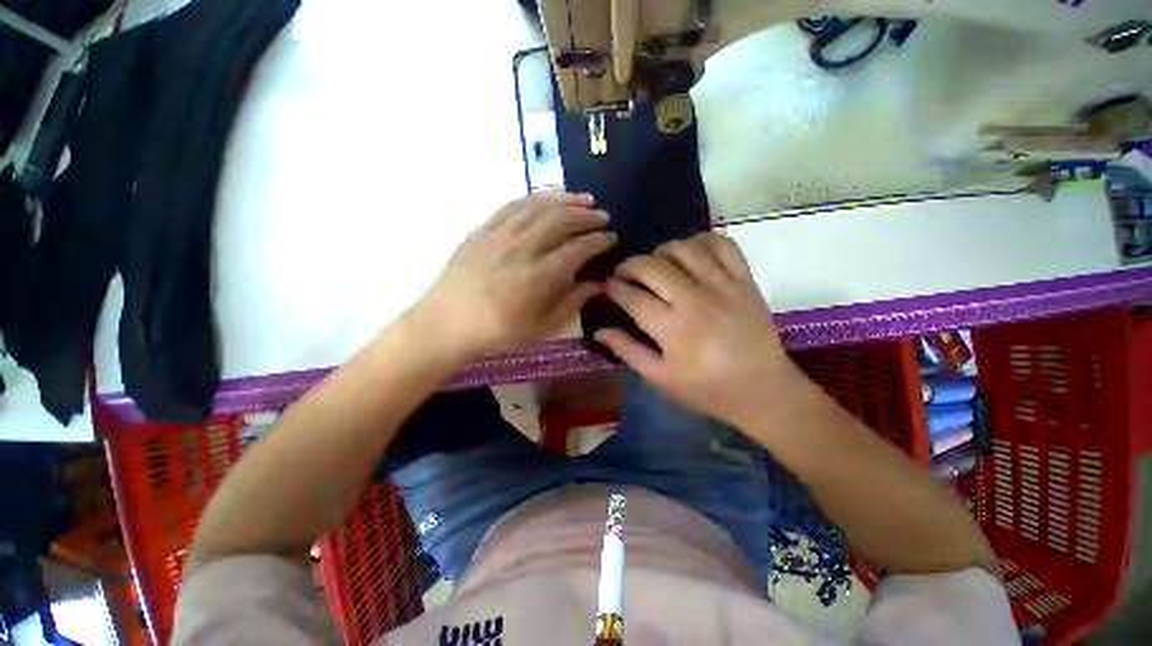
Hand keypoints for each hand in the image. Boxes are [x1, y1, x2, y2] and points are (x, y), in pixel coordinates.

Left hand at [411, 191, 615, 357]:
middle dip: (587, 216)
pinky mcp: (482, 229)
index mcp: (537, 278)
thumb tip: (597, 284)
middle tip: (602, 216)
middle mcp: (520, 250)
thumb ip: (571, 303)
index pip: (577, 250)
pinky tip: (549, 197)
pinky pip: (512, 205)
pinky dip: (535, 198)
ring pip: (539, 207)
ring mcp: (498, 236)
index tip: (610, 238)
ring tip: (584, 199)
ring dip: (566, 200)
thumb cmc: (496, 333)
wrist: (445, 323)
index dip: (598, 241)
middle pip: (560, 221)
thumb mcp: (540, 329)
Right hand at [595, 233, 799, 428]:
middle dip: (629, 265)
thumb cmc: (706, 388)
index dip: (614, 288)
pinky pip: (722, 245)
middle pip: (653, 267)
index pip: (632, 297)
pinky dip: (702, 240)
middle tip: (623, 273)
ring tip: (654, 262)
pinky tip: (690, 251)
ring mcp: (723, 286)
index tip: (606, 286)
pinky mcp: (745, 280)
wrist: (762, 389)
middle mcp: (696, 300)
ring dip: (661, 250)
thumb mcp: (660, 378)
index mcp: (673, 329)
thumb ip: (627, 351)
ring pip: (684, 249)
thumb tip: (598, 330)